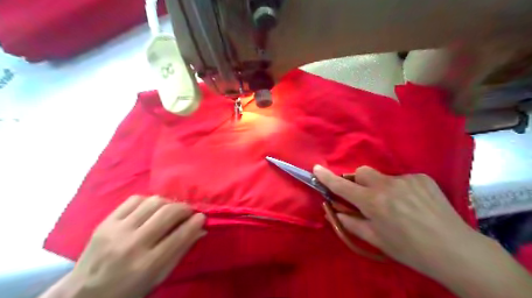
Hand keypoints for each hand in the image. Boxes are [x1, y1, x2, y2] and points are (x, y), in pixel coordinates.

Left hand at [62, 195, 203, 297]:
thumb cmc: (128, 290)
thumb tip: (200, 229)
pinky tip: (150, 209)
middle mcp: (133, 244)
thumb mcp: (159, 278)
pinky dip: (148, 201)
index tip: (202, 217)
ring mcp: (117, 231)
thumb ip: (181, 252)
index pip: (181, 235)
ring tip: (170, 210)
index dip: (196, 222)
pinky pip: (134, 199)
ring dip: (168, 203)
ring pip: (153, 202)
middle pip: (168, 213)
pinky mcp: (105, 222)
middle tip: (188, 212)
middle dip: (185, 208)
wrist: (83, 295)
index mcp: (148, 264)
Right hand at [313, 166, 479, 278]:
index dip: (327, 177)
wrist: (455, 250)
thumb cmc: (409, 249)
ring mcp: (406, 179)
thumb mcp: (376, 240)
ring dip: (381, 187)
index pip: (343, 186)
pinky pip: (402, 179)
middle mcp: (387, 185)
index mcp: (373, 202)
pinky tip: (413, 203)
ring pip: (382, 176)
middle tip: (367, 197)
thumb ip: (351, 223)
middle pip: (362, 171)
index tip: (316, 168)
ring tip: (397, 205)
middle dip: (358, 181)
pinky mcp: (422, 177)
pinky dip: (400, 188)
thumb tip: (335, 211)